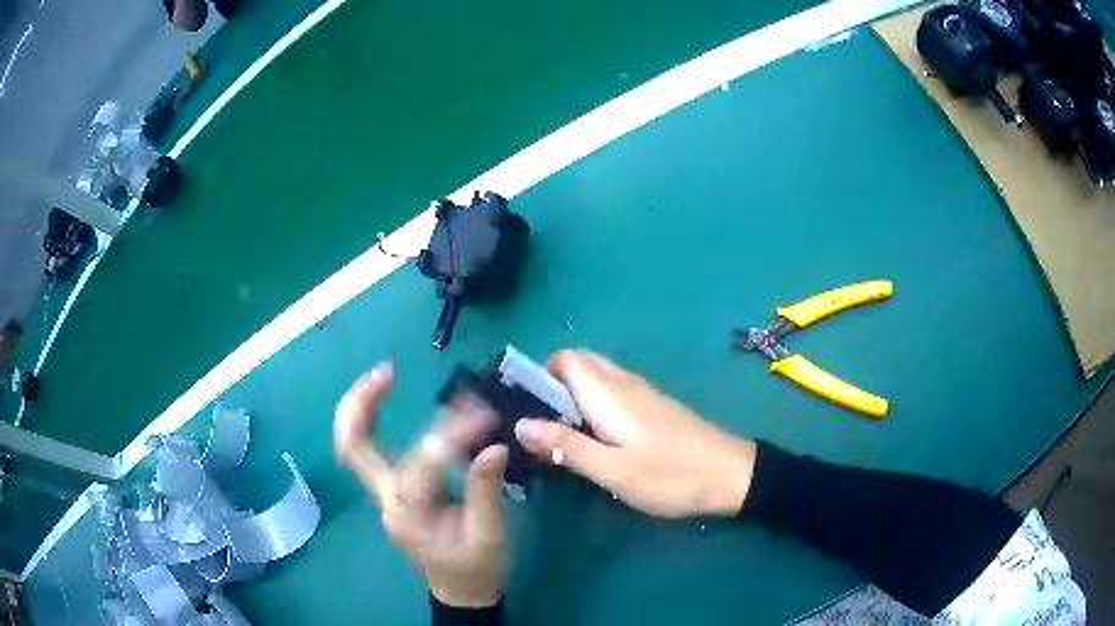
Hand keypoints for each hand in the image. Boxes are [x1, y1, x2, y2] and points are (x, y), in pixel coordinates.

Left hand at [334, 362, 509, 607]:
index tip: (486, 415)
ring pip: (356, 445)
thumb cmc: (477, 567)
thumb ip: (486, 491)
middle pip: (354, 449)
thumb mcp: (489, 535)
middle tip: (384, 372)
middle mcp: (388, 500)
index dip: (455, 433)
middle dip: (361, 406)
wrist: (461, 591)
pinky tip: (387, 399)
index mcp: (411, 515)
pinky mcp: (392, 490)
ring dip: (362, 407)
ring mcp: (385, 495)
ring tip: (383, 374)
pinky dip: (373, 420)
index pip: (426, 462)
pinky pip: (372, 449)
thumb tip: (494, 446)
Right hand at [514, 350, 756, 518]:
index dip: (539, 374)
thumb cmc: (669, 475)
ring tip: (563, 435)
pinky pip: (614, 391)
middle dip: (554, 385)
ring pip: (597, 377)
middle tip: (542, 425)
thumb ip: (565, 444)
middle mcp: (624, 382)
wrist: (731, 475)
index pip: (564, 358)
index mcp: (608, 392)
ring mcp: (643, 393)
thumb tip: (520, 423)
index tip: (525, 407)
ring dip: (574, 396)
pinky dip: (595, 403)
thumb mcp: (612, 469)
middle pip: (579, 363)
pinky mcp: (655, 406)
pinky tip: (597, 438)